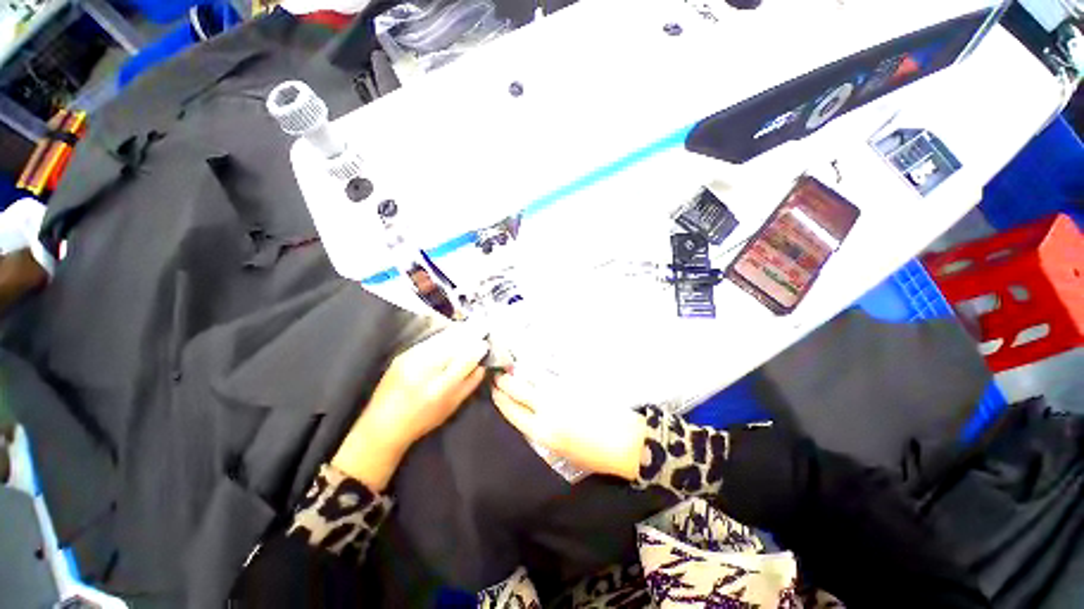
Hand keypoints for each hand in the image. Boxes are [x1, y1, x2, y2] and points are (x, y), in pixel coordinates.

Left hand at [333, 325, 488, 489]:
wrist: (383, 425)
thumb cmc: (422, 420)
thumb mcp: (451, 407)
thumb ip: (470, 384)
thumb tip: (482, 365)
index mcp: (441, 387)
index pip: (466, 359)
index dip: (478, 348)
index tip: (484, 344)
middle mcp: (425, 370)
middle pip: (454, 344)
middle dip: (468, 337)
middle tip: (479, 332)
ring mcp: (411, 360)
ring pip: (441, 339)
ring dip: (456, 334)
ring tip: (466, 332)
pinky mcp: (402, 355)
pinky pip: (429, 342)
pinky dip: (442, 339)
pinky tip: (448, 339)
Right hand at [492, 372, 646, 480]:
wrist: (625, 441)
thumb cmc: (594, 455)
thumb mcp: (561, 452)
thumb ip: (542, 432)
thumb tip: (531, 414)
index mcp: (542, 432)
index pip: (513, 411)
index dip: (500, 400)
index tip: (493, 391)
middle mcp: (547, 409)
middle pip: (519, 391)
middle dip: (505, 382)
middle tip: (498, 376)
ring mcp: (560, 393)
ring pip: (533, 379)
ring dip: (520, 373)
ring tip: (511, 368)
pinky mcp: (573, 383)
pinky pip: (550, 375)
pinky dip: (539, 372)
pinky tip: (533, 369)